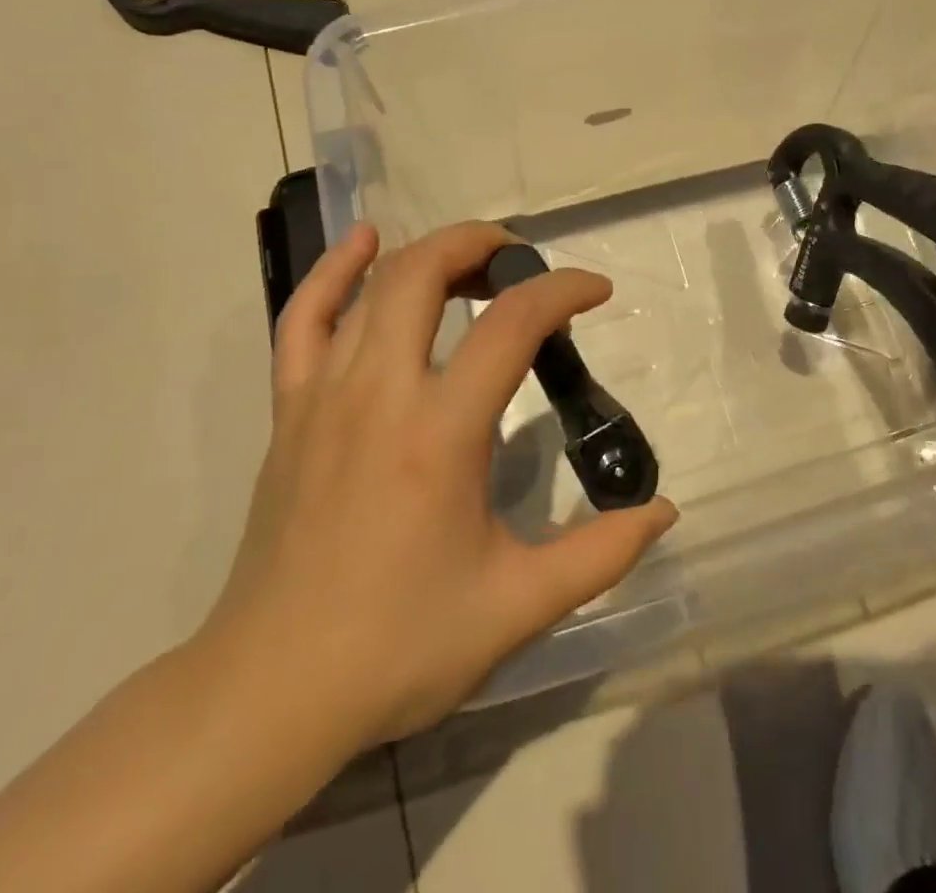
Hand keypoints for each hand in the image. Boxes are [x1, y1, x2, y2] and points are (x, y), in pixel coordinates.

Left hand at [199, 221, 676, 768]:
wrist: (271, 693)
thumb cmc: (399, 646)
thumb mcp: (517, 606)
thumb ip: (600, 553)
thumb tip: (664, 510)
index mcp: (440, 433)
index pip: (512, 324)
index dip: (562, 290)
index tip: (597, 290)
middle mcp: (380, 392)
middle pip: (425, 272)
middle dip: (483, 244)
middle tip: (524, 261)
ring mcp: (324, 395)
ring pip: (373, 286)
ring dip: (429, 254)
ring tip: (472, 262)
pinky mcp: (289, 410)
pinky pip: (304, 319)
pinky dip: (334, 271)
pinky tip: (364, 242)